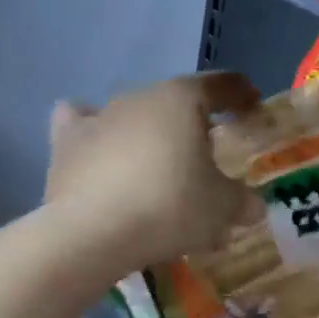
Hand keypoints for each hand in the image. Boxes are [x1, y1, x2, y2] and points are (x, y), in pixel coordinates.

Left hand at [43, 72, 260, 272]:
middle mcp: (139, 97)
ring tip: (156, 167)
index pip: (220, 85)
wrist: (92, 232)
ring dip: (147, 133)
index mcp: (182, 99)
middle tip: (206, 157)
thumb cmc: (169, 207)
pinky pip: (81, 126)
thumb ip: (241, 202)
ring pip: (132, 115)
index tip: (252, 108)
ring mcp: (98, 117)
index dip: (241, 95)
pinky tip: (99, 153)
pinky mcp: (65, 143)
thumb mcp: (220, 209)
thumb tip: (253, 206)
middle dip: (192, 124)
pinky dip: (93, 135)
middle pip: (174, 102)